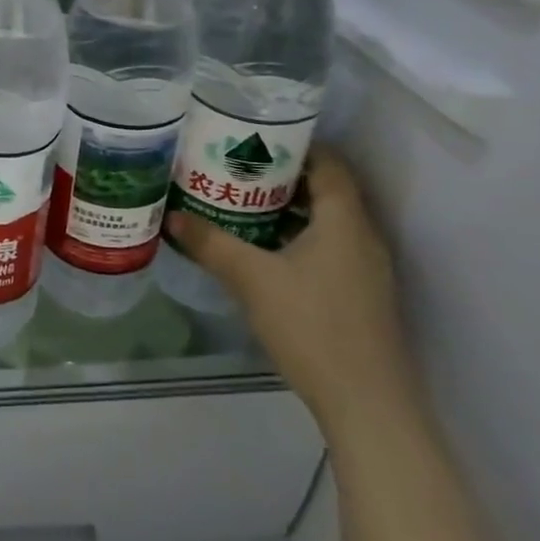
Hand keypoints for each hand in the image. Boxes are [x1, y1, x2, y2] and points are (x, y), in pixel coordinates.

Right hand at [165, 146, 418, 436]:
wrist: (367, 403)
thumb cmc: (312, 326)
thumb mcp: (252, 280)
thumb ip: (211, 244)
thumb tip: (172, 217)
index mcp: (345, 221)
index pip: (329, 163)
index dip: (296, 144)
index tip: (255, 136)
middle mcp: (362, 237)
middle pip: (326, 189)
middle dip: (282, 175)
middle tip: (236, 167)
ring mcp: (365, 269)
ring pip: (326, 221)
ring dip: (288, 209)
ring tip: (240, 202)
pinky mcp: (360, 294)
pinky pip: (328, 247)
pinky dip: (297, 237)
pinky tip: (263, 250)